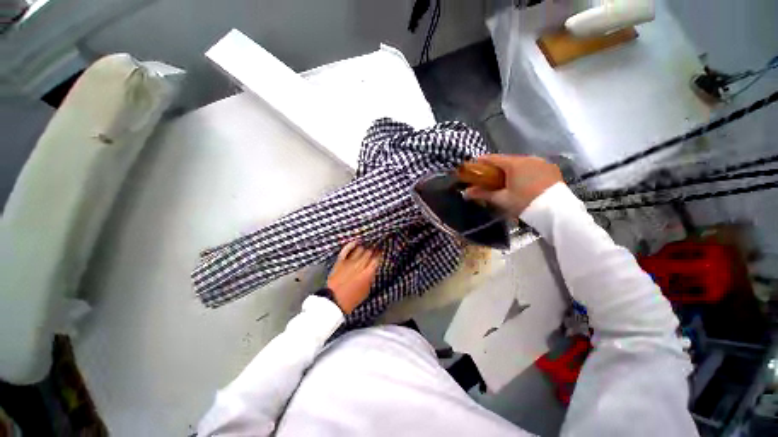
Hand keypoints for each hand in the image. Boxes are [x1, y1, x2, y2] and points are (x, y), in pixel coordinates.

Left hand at [326, 241, 381, 313]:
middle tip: (375, 247)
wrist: (334, 301)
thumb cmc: (352, 299)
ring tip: (367, 246)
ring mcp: (349, 262)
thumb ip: (370, 278)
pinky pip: (346, 249)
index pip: (376, 259)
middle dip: (373, 249)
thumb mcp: (366, 291)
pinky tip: (356, 242)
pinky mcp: (340, 261)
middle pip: (369, 252)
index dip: (379, 254)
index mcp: (368, 273)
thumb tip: (372, 270)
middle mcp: (360, 265)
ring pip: (360, 249)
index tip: (381, 251)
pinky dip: (351, 244)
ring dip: (364, 248)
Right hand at [465, 154, 563, 215]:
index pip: (494, 158)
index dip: (482, 161)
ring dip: (512, 169)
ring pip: (522, 163)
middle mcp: (528, 158)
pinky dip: (526, 171)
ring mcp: (542, 162)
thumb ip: (483, 194)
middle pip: (508, 160)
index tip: (475, 164)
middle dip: (498, 166)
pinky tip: (525, 181)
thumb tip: (465, 193)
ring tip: (508, 180)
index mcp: (514, 164)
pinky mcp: (551, 168)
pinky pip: (534, 166)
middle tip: (490, 176)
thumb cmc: (524, 203)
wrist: (556, 211)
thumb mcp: (501, 199)